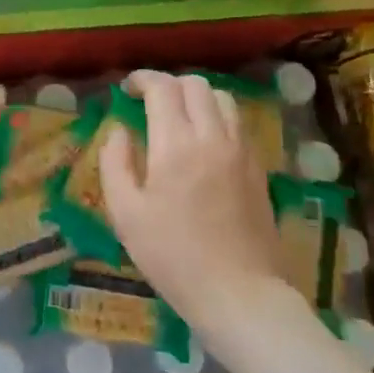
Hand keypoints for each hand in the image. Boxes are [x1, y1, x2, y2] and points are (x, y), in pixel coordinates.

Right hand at [101, 70, 281, 329]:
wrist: (239, 293)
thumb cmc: (173, 255)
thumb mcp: (125, 213)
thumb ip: (115, 163)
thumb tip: (119, 131)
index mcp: (176, 144)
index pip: (163, 88)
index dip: (142, 79)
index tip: (127, 89)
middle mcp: (213, 137)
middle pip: (196, 84)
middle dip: (169, 84)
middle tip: (149, 101)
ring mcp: (242, 151)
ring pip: (223, 99)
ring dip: (197, 97)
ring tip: (178, 116)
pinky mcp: (259, 169)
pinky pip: (238, 124)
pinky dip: (217, 117)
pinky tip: (203, 141)